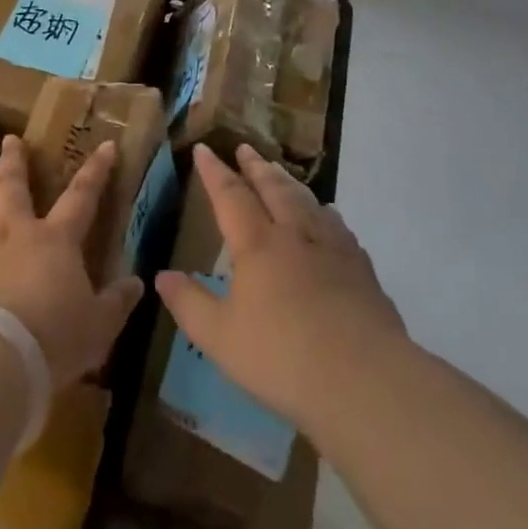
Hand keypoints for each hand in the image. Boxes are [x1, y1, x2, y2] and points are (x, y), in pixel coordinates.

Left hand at [0, 136, 143, 387]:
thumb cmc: (51, 340)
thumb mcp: (98, 328)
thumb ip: (116, 302)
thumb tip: (136, 282)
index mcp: (55, 241)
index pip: (81, 197)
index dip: (96, 171)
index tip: (105, 146)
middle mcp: (11, 231)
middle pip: (12, 185)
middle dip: (15, 160)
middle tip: (12, 140)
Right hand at [156, 144, 405, 431]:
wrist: (365, 380)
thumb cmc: (282, 358)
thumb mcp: (219, 337)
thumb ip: (189, 303)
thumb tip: (162, 275)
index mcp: (257, 245)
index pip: (231, 196)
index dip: (214, 171)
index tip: (204, 148)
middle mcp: (295, 235)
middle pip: (273, 188)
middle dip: (255, 167)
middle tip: (244, 148)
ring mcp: (333, 249)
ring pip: (307, 201)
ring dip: (288, 181)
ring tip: (278, 171)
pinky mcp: (361, 269)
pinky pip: (338, 226)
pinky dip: (323, 211)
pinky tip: (327, 215)